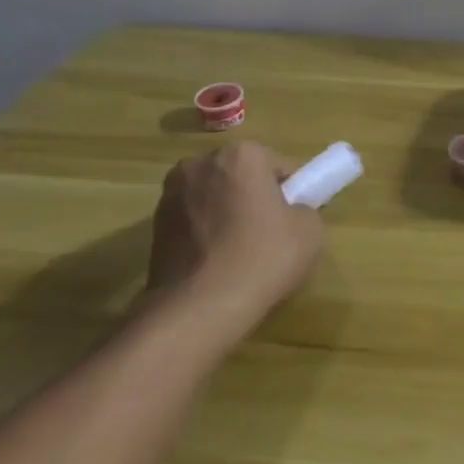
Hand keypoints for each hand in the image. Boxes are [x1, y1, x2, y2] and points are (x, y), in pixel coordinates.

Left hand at [146, 143, 324, 324]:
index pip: (278, 166)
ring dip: (226, 214)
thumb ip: (304, 209)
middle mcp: (201, 164)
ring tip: (239, 254)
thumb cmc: (262, 258)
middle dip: (253, 197)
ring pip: (214, 198)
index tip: (293, 220)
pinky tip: (215, 264)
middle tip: (269, 234)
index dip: (290, 193)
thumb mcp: (310, 231)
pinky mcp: (153, 226)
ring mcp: (171, 194)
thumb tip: (290, 213)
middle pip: (241, 176)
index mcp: (241, 155)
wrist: (198, 308)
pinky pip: (192, 221)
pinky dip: (204, 234)